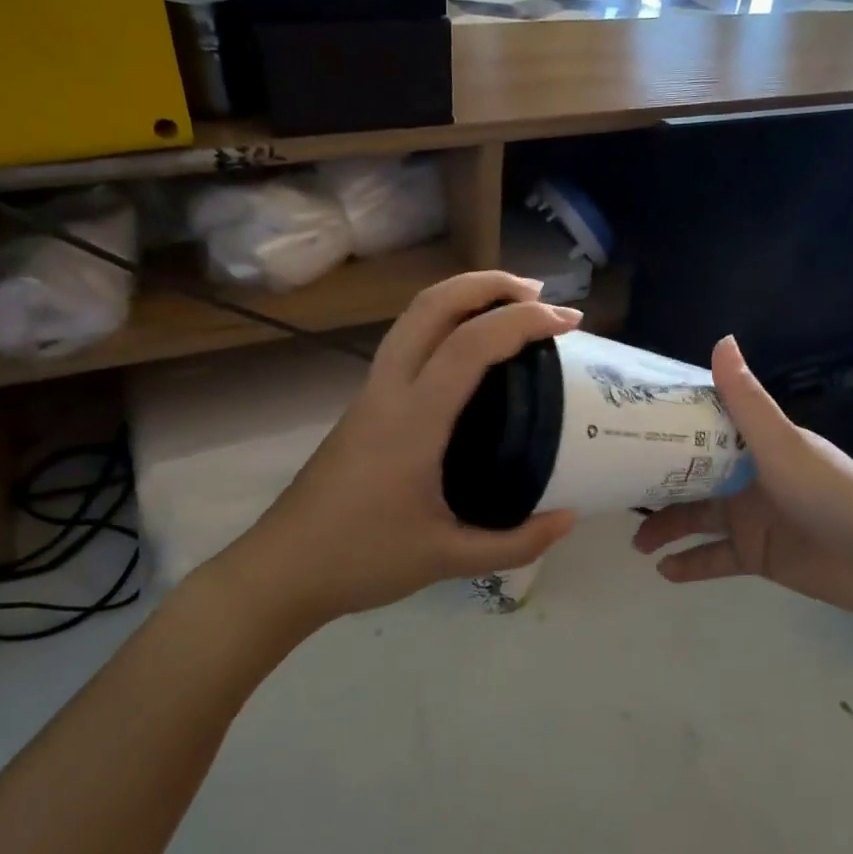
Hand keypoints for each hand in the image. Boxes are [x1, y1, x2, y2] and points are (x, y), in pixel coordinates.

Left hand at [210, 272, 580, 631]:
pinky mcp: (364, 406)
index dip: (522, 322)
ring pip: (413, 317)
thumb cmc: (362, 560)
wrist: (282, 569)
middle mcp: (388, 391)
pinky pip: (406, 342)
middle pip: (432, 305)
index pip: (470, 345)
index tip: (567, 321)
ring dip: (462, 297)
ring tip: (510, 307)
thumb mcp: (448, 559)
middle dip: (488, 285)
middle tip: (539, 294)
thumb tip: (570, 519)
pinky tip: (469, 354)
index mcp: (413, 420)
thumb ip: (516, 542)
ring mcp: (370, 394)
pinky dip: (444, 324)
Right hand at [632, 337, 852, 618]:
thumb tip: (722, 339)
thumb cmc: (830, 493)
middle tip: (619, 493)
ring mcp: (751, 517)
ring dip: (666, 528)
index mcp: (755, 444)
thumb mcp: (782, 444)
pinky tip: (663, 571)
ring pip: (697, 519)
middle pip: (691, 477)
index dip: (667, 428)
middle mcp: (748, 476)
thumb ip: (746, 400)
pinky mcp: (756, 554)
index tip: (626, 427)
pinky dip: (690, 564)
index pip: (703, 429)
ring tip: (637, 544)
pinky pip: (714, 558)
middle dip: (657, 485)